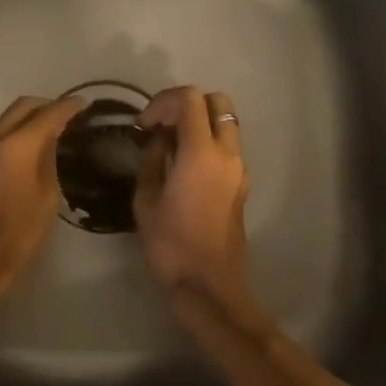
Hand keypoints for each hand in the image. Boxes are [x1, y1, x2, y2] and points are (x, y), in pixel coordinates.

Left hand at [0, 95, 84, 307]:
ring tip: (51, 132)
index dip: (69, 106)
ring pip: (6, 119)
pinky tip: (28, 149)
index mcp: (16, 146)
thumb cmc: (15, 238)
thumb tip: (51, 141)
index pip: (49, 114)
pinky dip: (14, 132)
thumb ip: (49, 162)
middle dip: (46, 106)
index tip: (85, 103)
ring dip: (28, 119)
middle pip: (23, 107)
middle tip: (68, 115)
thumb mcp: (46, 200)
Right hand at [133, 87, 256, 325]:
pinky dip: (207, 142)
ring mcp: (239, 169)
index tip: (144, 125)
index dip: (162, 102)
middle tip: (162, 125)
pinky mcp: (241, 185)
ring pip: (226, 123)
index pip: (189, 99)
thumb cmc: (171, 245)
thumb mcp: (146, 200)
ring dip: (199, 122)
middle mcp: (227, 154)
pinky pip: (226, 147)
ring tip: (170, 146)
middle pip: (217, 101)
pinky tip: (183, 166)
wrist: (209, 287)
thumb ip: (152, 160)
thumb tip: (158, 141)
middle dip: (187, 104)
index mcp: (201, 153)